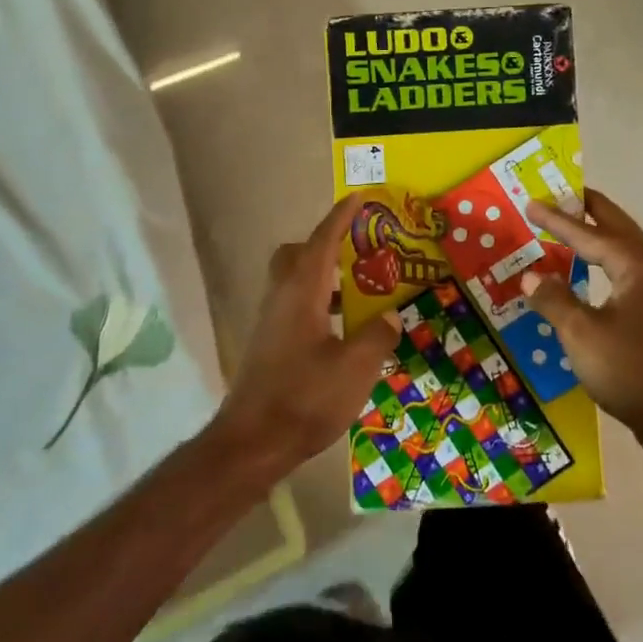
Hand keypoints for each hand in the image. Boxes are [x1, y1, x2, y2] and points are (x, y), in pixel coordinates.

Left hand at [215, 193, 402, 472]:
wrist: (252, 443)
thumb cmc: (305, 398)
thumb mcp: (355, 368)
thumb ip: (376, 336)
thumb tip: (390, 316)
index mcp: (301, 292)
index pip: (321, 242)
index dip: (340, 218)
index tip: (357, 198)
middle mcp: (280, 298)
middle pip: (296, 255)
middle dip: (324, 245)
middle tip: (356, 252)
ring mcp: (270, 322)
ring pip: (293, 282)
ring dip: (322, 277)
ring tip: (357, 292)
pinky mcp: (268, 345)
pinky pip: (293, 306)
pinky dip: (316, 303)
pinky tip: (340, 331)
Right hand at [521, 189, 642, 438]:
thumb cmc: (630, 370)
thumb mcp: (581, 334)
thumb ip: (553, 300)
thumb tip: (530, 276)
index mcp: (636, 268)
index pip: (590, 234)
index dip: (558, 220)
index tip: (531, 203)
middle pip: (619, 228)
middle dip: (591, 210)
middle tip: (564, 193)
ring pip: (628, 250)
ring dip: (601, 234)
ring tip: (577, 227)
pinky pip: (629, 272)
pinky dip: (608, 260)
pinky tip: (594, 274)